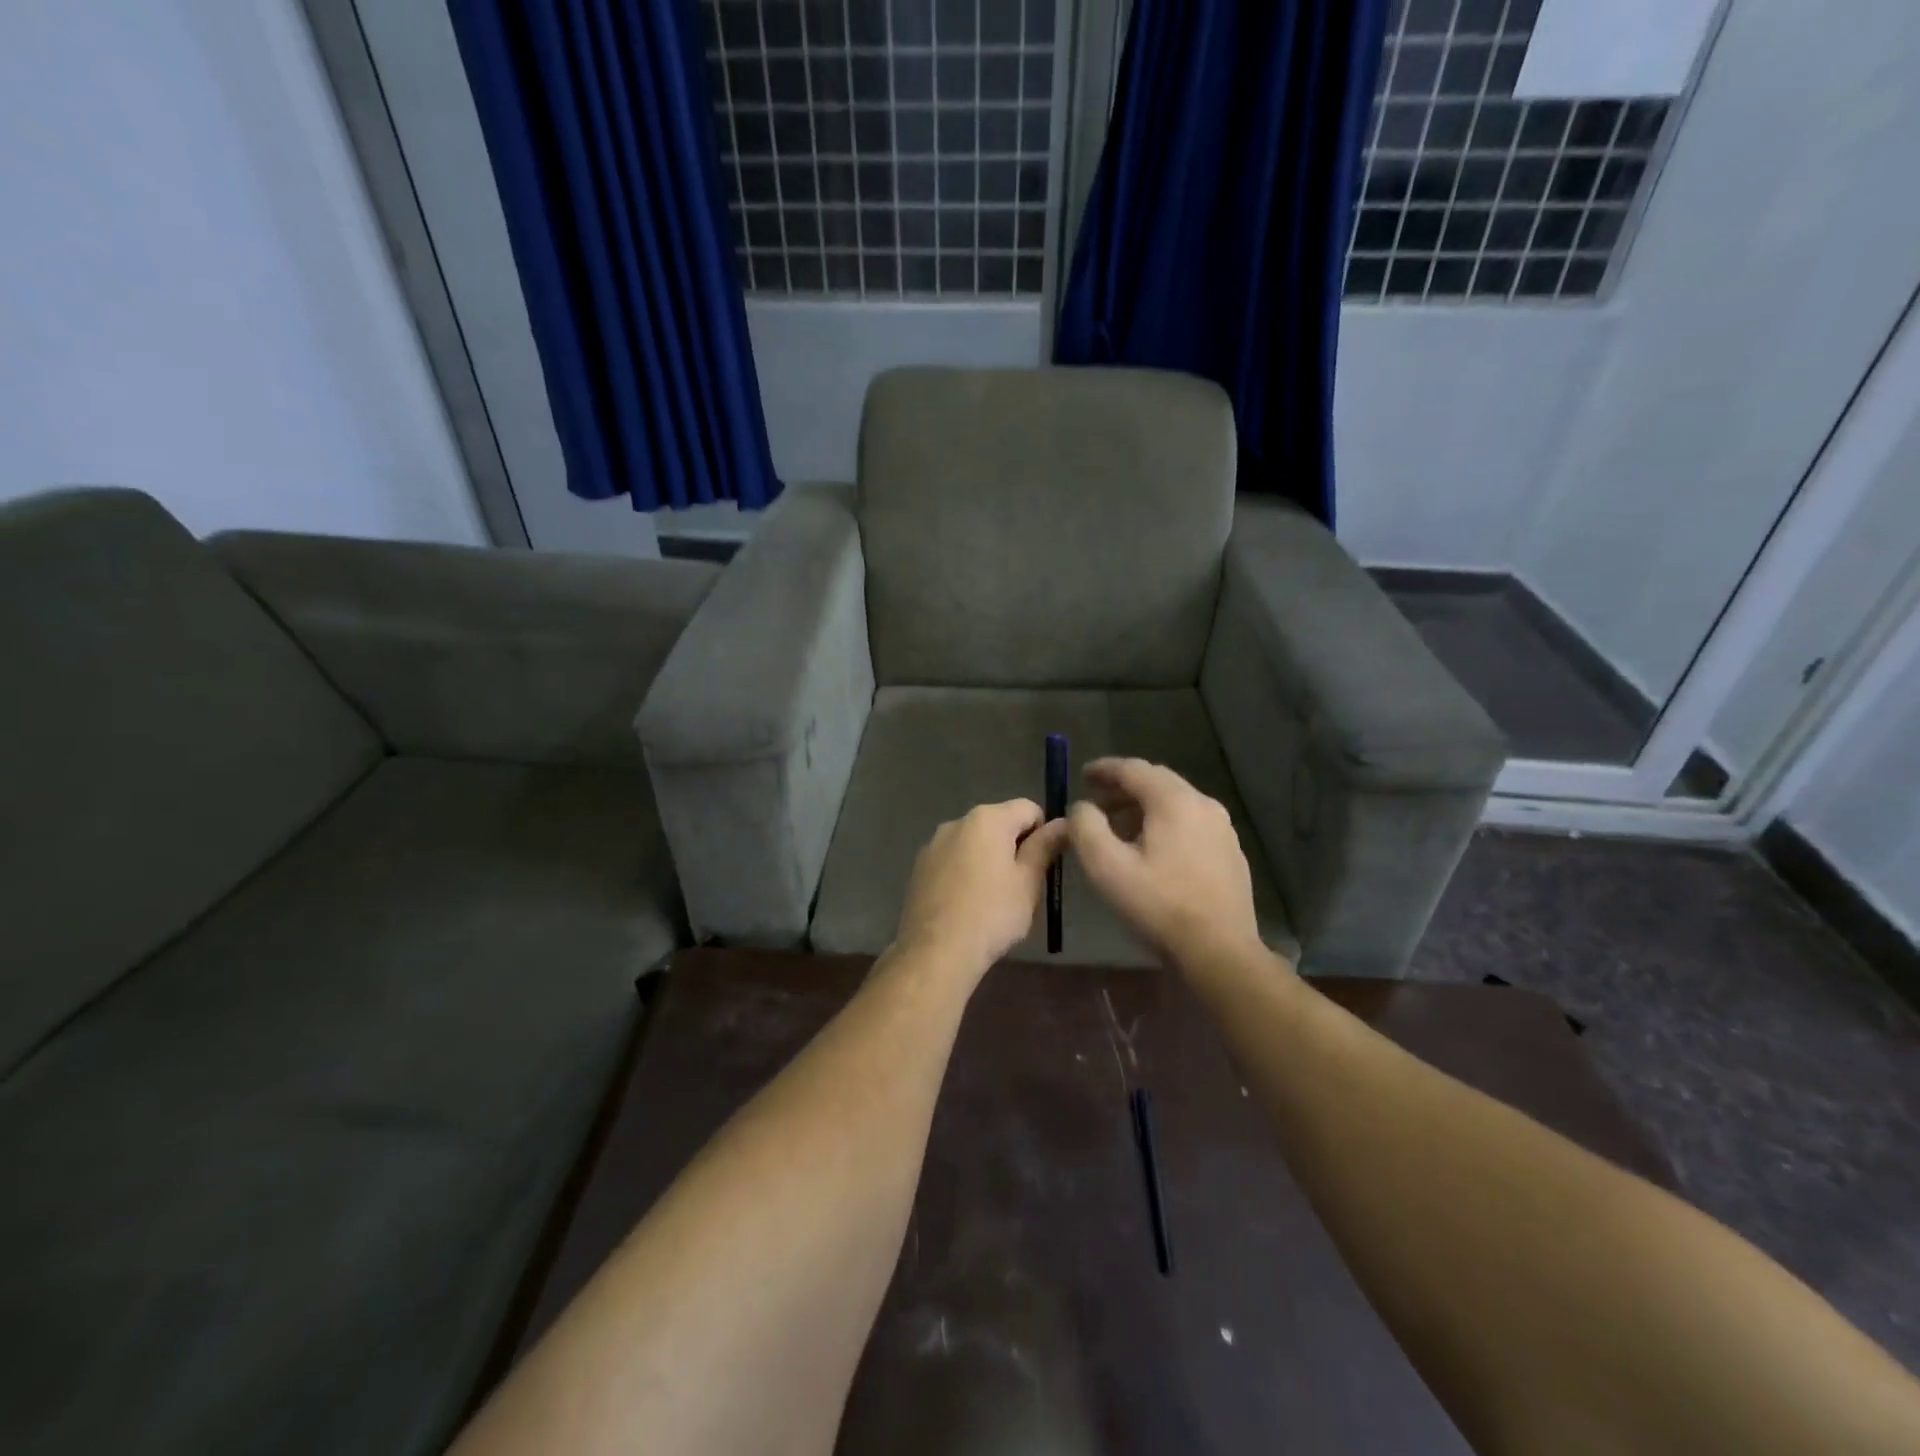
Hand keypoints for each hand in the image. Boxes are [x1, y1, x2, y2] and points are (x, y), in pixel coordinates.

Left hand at [894, 800, 1069, 976]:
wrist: (936, 951)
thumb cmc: (992, 914)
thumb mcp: (1028, 882)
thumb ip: (1044, 847)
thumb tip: (1063, 823)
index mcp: (987, 819)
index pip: (1028, 808)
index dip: (1043, 832)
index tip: (1044, 864)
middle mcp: (957, 822)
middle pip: (998, 823)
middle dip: (1014, 847)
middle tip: (1022, 886)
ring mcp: (933, 844)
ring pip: (973, 843)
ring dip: (988, 859)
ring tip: (992, 899)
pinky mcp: (919, 867)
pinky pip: (952, 860)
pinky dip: (964, 872)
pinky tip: (966, 904)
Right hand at [1067, 758, 1266, 970]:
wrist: (1220, 951)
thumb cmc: (1159, 905)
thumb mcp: (1106, 866)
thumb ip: (1085, 827)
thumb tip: (1082, 807)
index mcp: (1174, 801)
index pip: (1133, 768)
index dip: (1104, 769)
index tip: (1082, 775)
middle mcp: (1203, 804)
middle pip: (1157, 782)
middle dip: (1123, 788)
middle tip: (1096, 801)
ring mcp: (1222, 828)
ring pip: (1175, 803)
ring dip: (1143, 807)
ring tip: (1118, 828)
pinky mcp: (1230, 851)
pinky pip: (1190, 823)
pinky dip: (1164, 824)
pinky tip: (1151, 850)